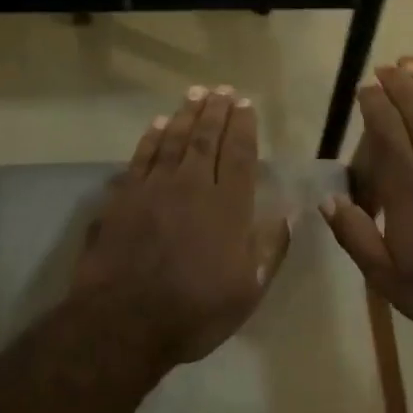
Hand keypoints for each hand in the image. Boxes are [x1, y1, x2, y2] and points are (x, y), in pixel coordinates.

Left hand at [76, 86, 289, 366]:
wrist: (123, 323)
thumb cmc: (194, 311)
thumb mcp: (248, 290)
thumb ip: (270, 248)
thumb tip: (289, 213)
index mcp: (227, 207)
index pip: (239, 155)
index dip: (243, 127)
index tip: (246, 104)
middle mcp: (192, 186)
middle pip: (206, 139)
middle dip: (216, 112)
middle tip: (222, 89)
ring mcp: (153, 189)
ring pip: (173, 140)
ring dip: (185, 114)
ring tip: (195, 93)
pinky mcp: (123, 198)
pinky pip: (141, 157)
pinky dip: (151, 138)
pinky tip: (157, 124)